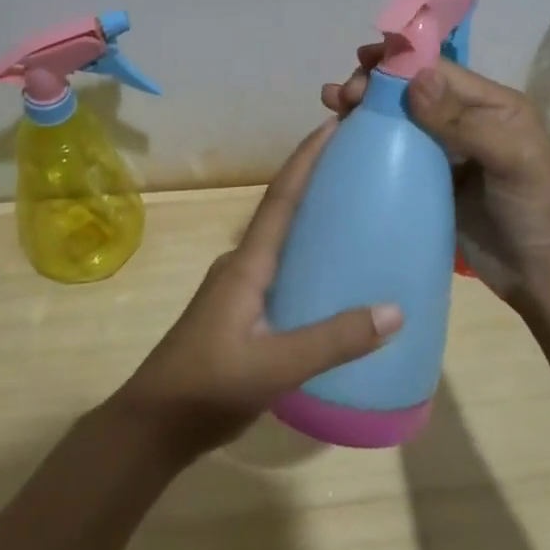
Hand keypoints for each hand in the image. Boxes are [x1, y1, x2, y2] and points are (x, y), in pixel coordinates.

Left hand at [114, 120, 403, 457]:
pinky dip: (308, 260)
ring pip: (282, 244)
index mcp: (247, 265)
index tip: (333, 125)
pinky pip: (281, 272)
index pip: (281, 198)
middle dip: (316, 183)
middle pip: (283, 212)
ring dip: (312, 222)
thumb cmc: (208, 386)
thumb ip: (333, 340)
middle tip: (360, 166)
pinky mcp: (241, 314)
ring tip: (357, 216)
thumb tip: (395, 310)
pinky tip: (334, 280)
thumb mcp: (276, 366)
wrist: (154, 425)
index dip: (305, 159)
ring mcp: (238, 290)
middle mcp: (242, 266)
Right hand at [321, 46, 549, 318]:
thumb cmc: (539, 209)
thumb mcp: (512, 158)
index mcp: (492, 105)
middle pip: (412, 93)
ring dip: (366, 111)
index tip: (359, 63)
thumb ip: (463, 120)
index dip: (398, 64)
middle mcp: (466, 123)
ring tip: (330, 107)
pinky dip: (370, 145)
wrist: (546, 277)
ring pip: (399, 122)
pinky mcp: (430, 186)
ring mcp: (446, 156)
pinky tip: (343, 143)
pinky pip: (396, 157)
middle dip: (375, 86)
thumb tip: (414, 79)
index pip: (438, 72)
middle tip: (341, 96)